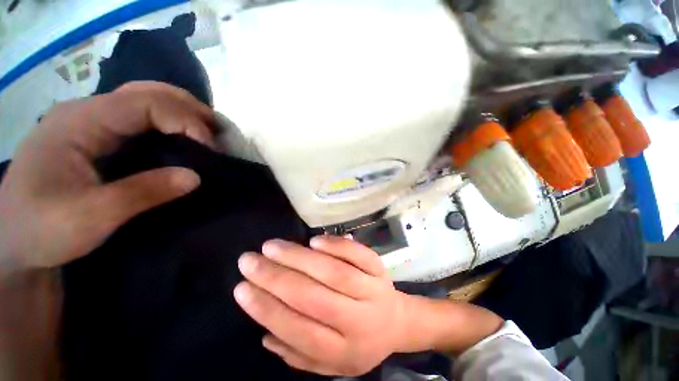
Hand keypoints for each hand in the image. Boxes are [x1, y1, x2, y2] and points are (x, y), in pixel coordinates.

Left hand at [0, 81, 214, 276]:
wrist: (12, 242)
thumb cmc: (41, 229)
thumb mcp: (91, 216)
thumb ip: (144, 192)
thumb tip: (196, 177)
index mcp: (79, 122)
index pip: (143, 102)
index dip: (184, 120)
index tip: (211, 147)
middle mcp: (86, 112)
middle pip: (146, 92)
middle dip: (187, 108)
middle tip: (217, 131)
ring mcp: (91, 123)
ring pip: (144, 102)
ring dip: (180, 114)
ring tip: (207, 133)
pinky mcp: (96, 138)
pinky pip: (140, 121)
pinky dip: (168, 126)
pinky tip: (181, 140)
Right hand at [234, 236, 408, 376]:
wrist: (396, 321)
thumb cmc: (360, 341)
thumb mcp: (332, 362)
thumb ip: (298, 355)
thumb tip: (265, 333)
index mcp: (342, 351)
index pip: (298, 330)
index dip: (267, 309)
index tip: (242, 288)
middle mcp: (358, 320)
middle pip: (312, 297)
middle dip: (276, 277)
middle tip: (250, 260)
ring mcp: (372, 289)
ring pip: (332, 272)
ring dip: (299, 257)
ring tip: (272, 246)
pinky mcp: (379, 268)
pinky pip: (357, 254)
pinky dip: (335, 245)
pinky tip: (314, 240)